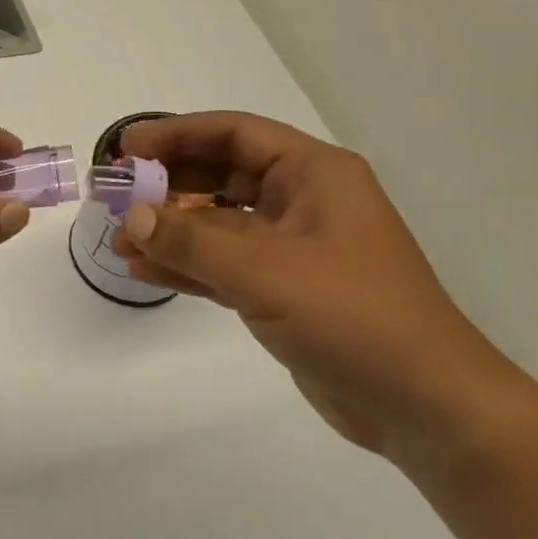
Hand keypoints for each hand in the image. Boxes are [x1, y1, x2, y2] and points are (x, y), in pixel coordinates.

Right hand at [113, 112, 522, 460]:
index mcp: (314, 174)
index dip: (176, 134)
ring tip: (116, 240)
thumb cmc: (352, 316)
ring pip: (218, 222)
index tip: (126, 148)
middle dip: (167, 183)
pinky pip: (223, 263)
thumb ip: (190, 239)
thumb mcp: (264, 270)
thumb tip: (130, 217)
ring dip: (169, 228)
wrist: (422, 404)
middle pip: (221, 174)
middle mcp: (303, 201)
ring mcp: (293, 247)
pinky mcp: (284, 289)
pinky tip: (142, 269)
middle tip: (115, 194)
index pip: (233, 134)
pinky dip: (186, 264)